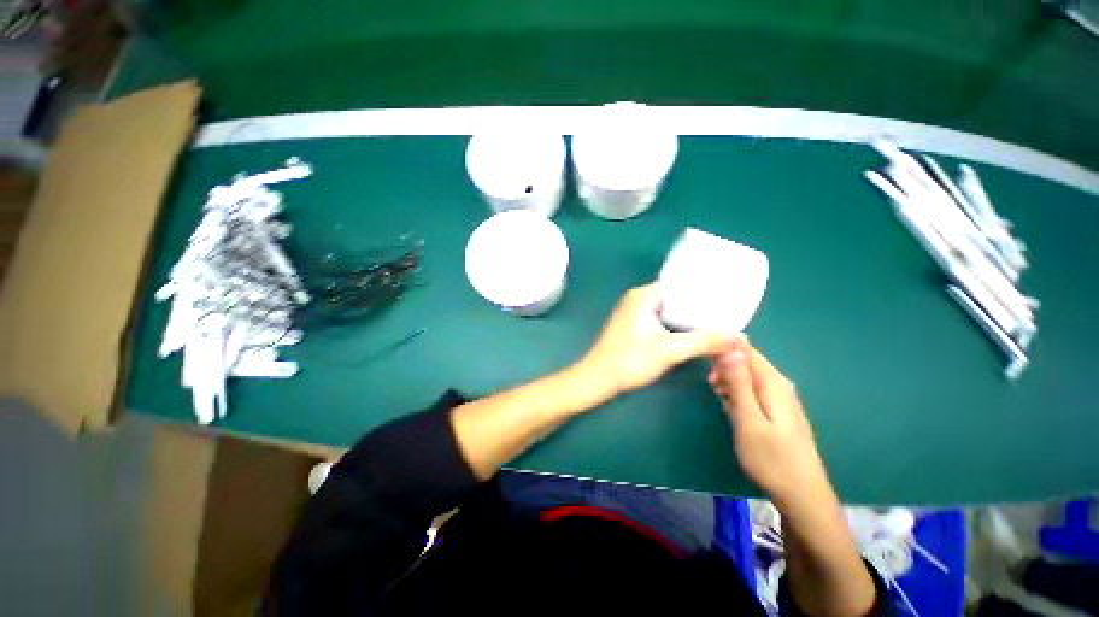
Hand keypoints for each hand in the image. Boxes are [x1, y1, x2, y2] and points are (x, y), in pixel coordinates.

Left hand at [580, 283, 733, 396]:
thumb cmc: (630, 360)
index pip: (679, 284)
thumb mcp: (671, 350)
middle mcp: (637, 299)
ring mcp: (633, 313)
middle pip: (675, 298)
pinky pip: (659, 320)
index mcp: (643, 295)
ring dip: (686, 318)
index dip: (702, 291)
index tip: (725, 299)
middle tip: (724, 315)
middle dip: (697, 307)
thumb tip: (739, 337)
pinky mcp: (632, 327)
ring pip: (667, 311)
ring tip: (713, 324)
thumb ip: (705, 342)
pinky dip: (674, 326)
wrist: (599, 379)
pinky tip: (690, 335)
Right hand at [709, 340, 831, 510]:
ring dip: (729, 381)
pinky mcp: (777, 409)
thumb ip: (738, 383)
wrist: (801, 495)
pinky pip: (752, 389)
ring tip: (719, 398)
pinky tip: (732, 408)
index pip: (746, 349)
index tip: (705, 361)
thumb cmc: (771, 459)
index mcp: (773, 383)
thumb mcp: (748, 420)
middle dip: (724, 367)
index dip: (723, 348)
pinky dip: (737, 393)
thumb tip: (731, 349)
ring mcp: (780, 397)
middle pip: (746, 361)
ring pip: (747, 376)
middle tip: (711, 386)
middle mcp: (779, 384)